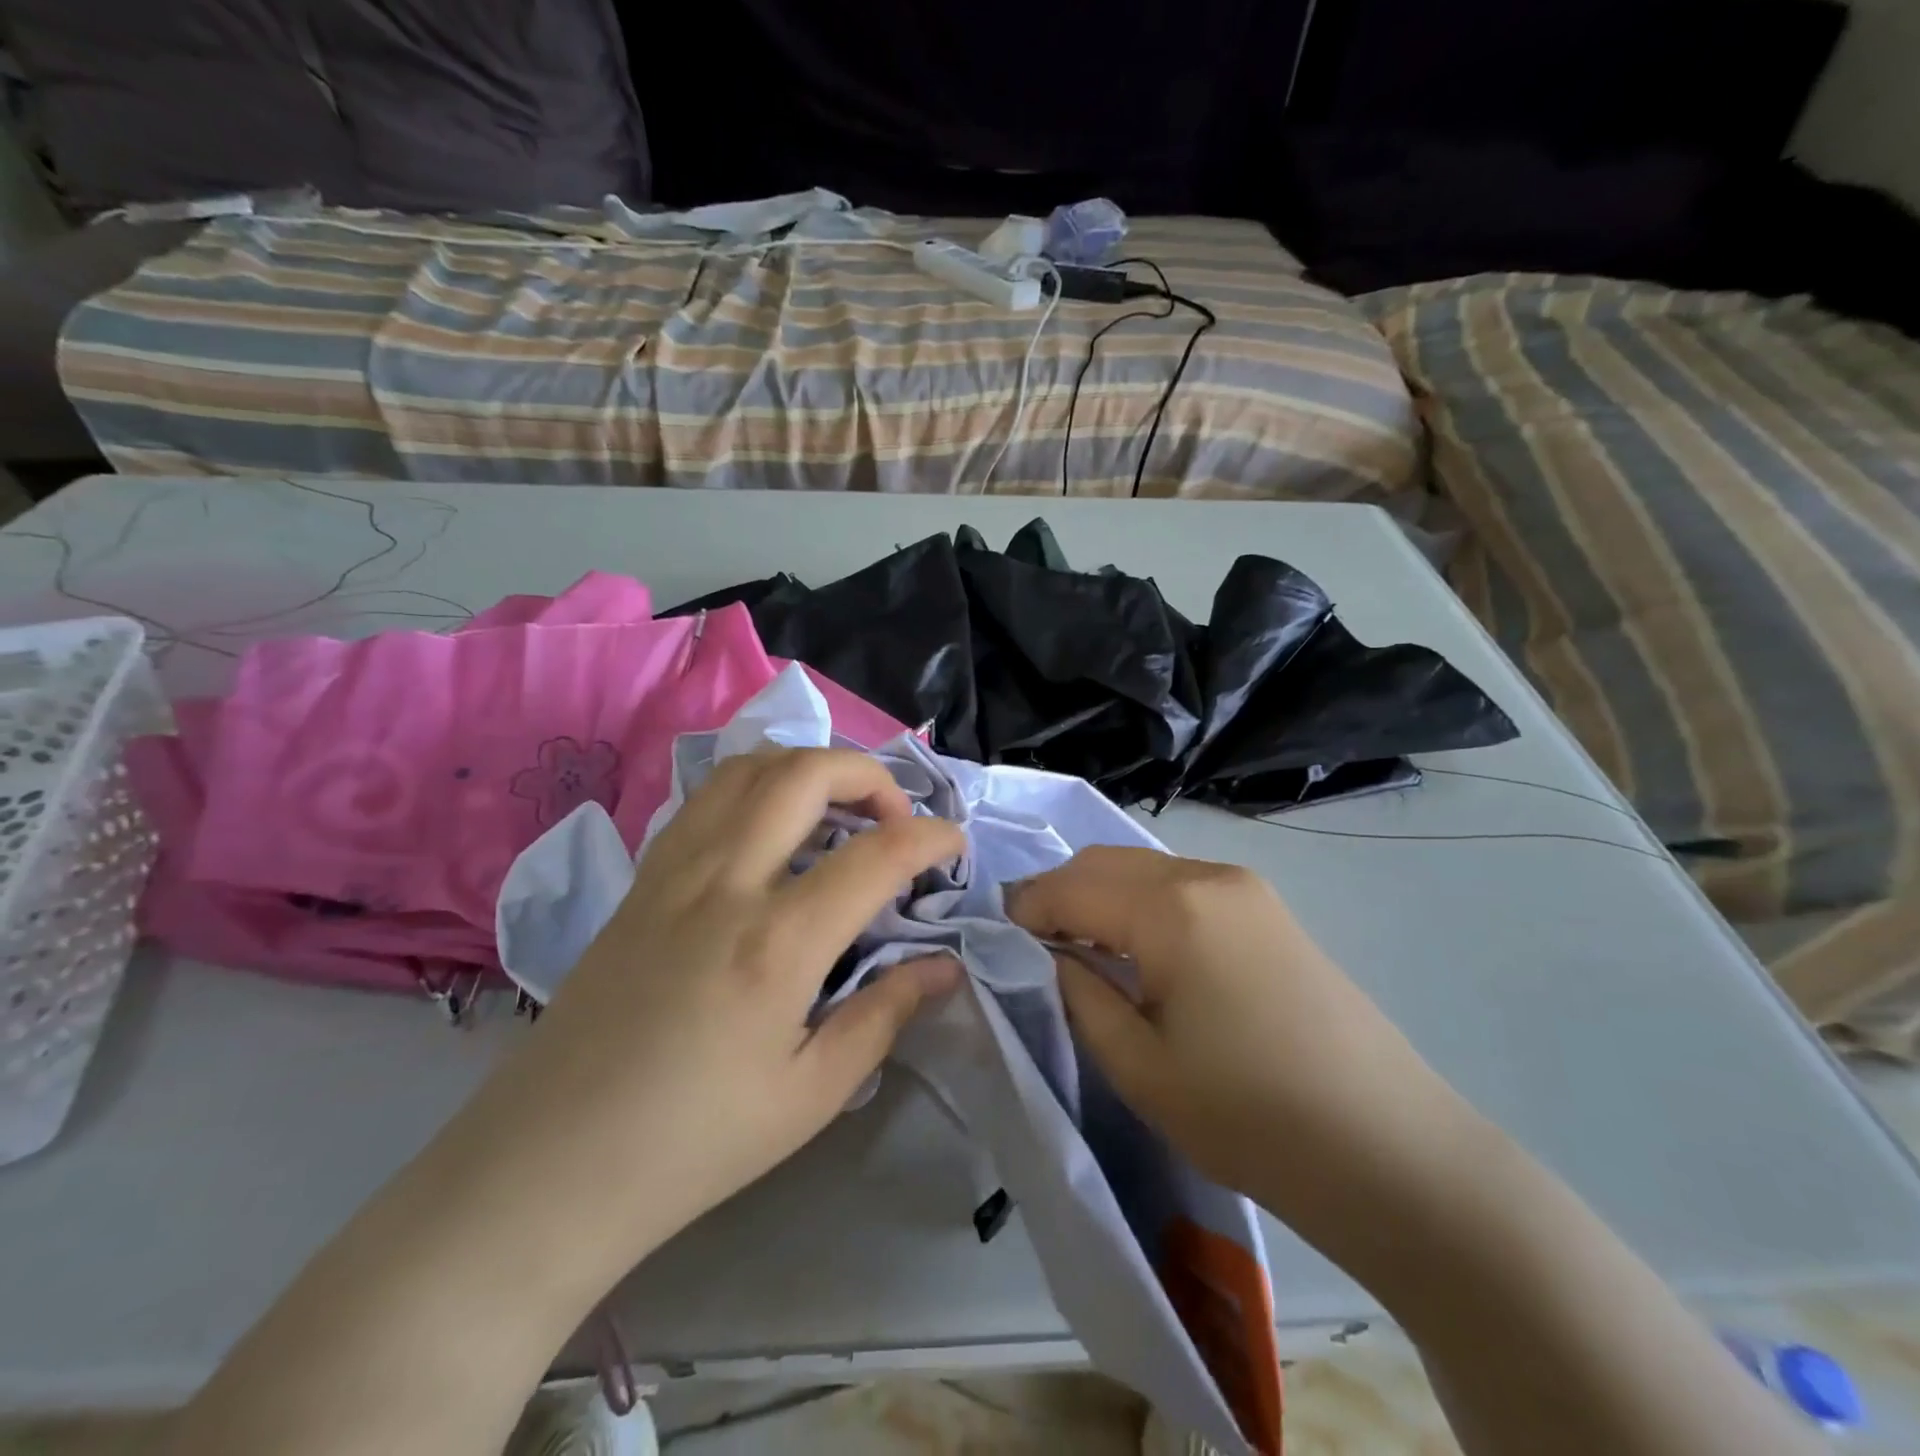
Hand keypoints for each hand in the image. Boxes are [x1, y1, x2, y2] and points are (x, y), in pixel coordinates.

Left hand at [471, 748, 963, 1269]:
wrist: (548, 1165)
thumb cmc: (693, 1142)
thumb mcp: (811, 1094)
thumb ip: (885, 1015)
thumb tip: (943, 967)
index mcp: (776, 942)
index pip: (876, 854)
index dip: (931, 838)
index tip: (955, 846)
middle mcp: (724, 882)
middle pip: (805, 773)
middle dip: (869, 775)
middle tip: (894, 818)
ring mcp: (673, 871)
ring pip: (748, 768)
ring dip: (808, 769)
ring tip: (837, 812)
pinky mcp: (641, 879)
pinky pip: (706, 798)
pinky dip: (757, 787)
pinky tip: (771, 831)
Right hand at [1007, 846, 1483, 1247]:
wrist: (1390, 1150)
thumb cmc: (1250, 1116)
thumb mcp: (1138, 1065)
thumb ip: (1080, 992)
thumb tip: (1052, 953)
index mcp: (1171, 907)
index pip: (1071, 886)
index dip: (1026, 908)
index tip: (995, 936)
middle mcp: (1206, 875)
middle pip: (1106, 861)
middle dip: (1060, 892)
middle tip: (1032, 941)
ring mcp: (1245, 886)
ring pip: (1145, 868)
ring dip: (1101, 894)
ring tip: (1079, 945)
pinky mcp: (1269, 908)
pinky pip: (1182, 885)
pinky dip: (1142, 902)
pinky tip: (1139, 947)